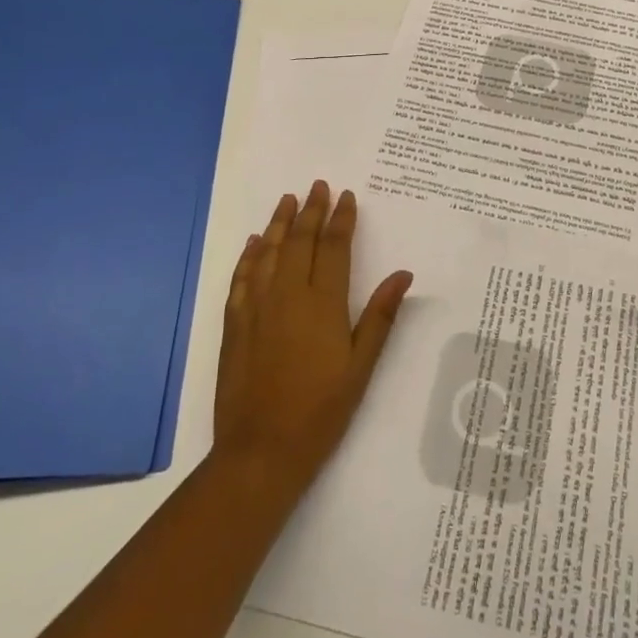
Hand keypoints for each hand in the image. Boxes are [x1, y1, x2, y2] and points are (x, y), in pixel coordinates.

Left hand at [212, 182, 412, 499]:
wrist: (261, 451)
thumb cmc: (321, 411)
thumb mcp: (361, 367)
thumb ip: (380, 317)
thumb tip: (403, 274)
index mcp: (323, 303)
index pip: (333, 248)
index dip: (341, 219)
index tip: (346, 196)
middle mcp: (288, 295)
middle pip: (301, 242)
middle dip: (311, 211)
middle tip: (318, 185)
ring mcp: (257, 308)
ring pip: (268, 253)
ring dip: (279, 224)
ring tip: (287, 200)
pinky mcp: (235, 325)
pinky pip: (241, 279)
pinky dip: (248, 257)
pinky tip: (253, 244)